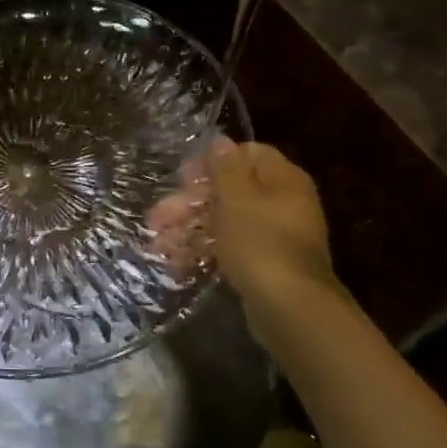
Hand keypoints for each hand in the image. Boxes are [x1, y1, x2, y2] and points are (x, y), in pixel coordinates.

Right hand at [149, 137, 336, 321]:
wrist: (289, 307)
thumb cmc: (260, 242)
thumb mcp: (238, 198)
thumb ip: (226, 168)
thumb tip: (220, 139)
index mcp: (283, 180)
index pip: (247, 155)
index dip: (212, 162)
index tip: (182, 177)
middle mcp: (282, 203)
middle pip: (230, 191)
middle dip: (189, 203)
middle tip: (157, 217)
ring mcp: (274, 236)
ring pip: (225, 222)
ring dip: (189, 229)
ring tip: (157, 245)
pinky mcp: (263, 265)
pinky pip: (229, 250)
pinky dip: (203, 252)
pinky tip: (176, 264)